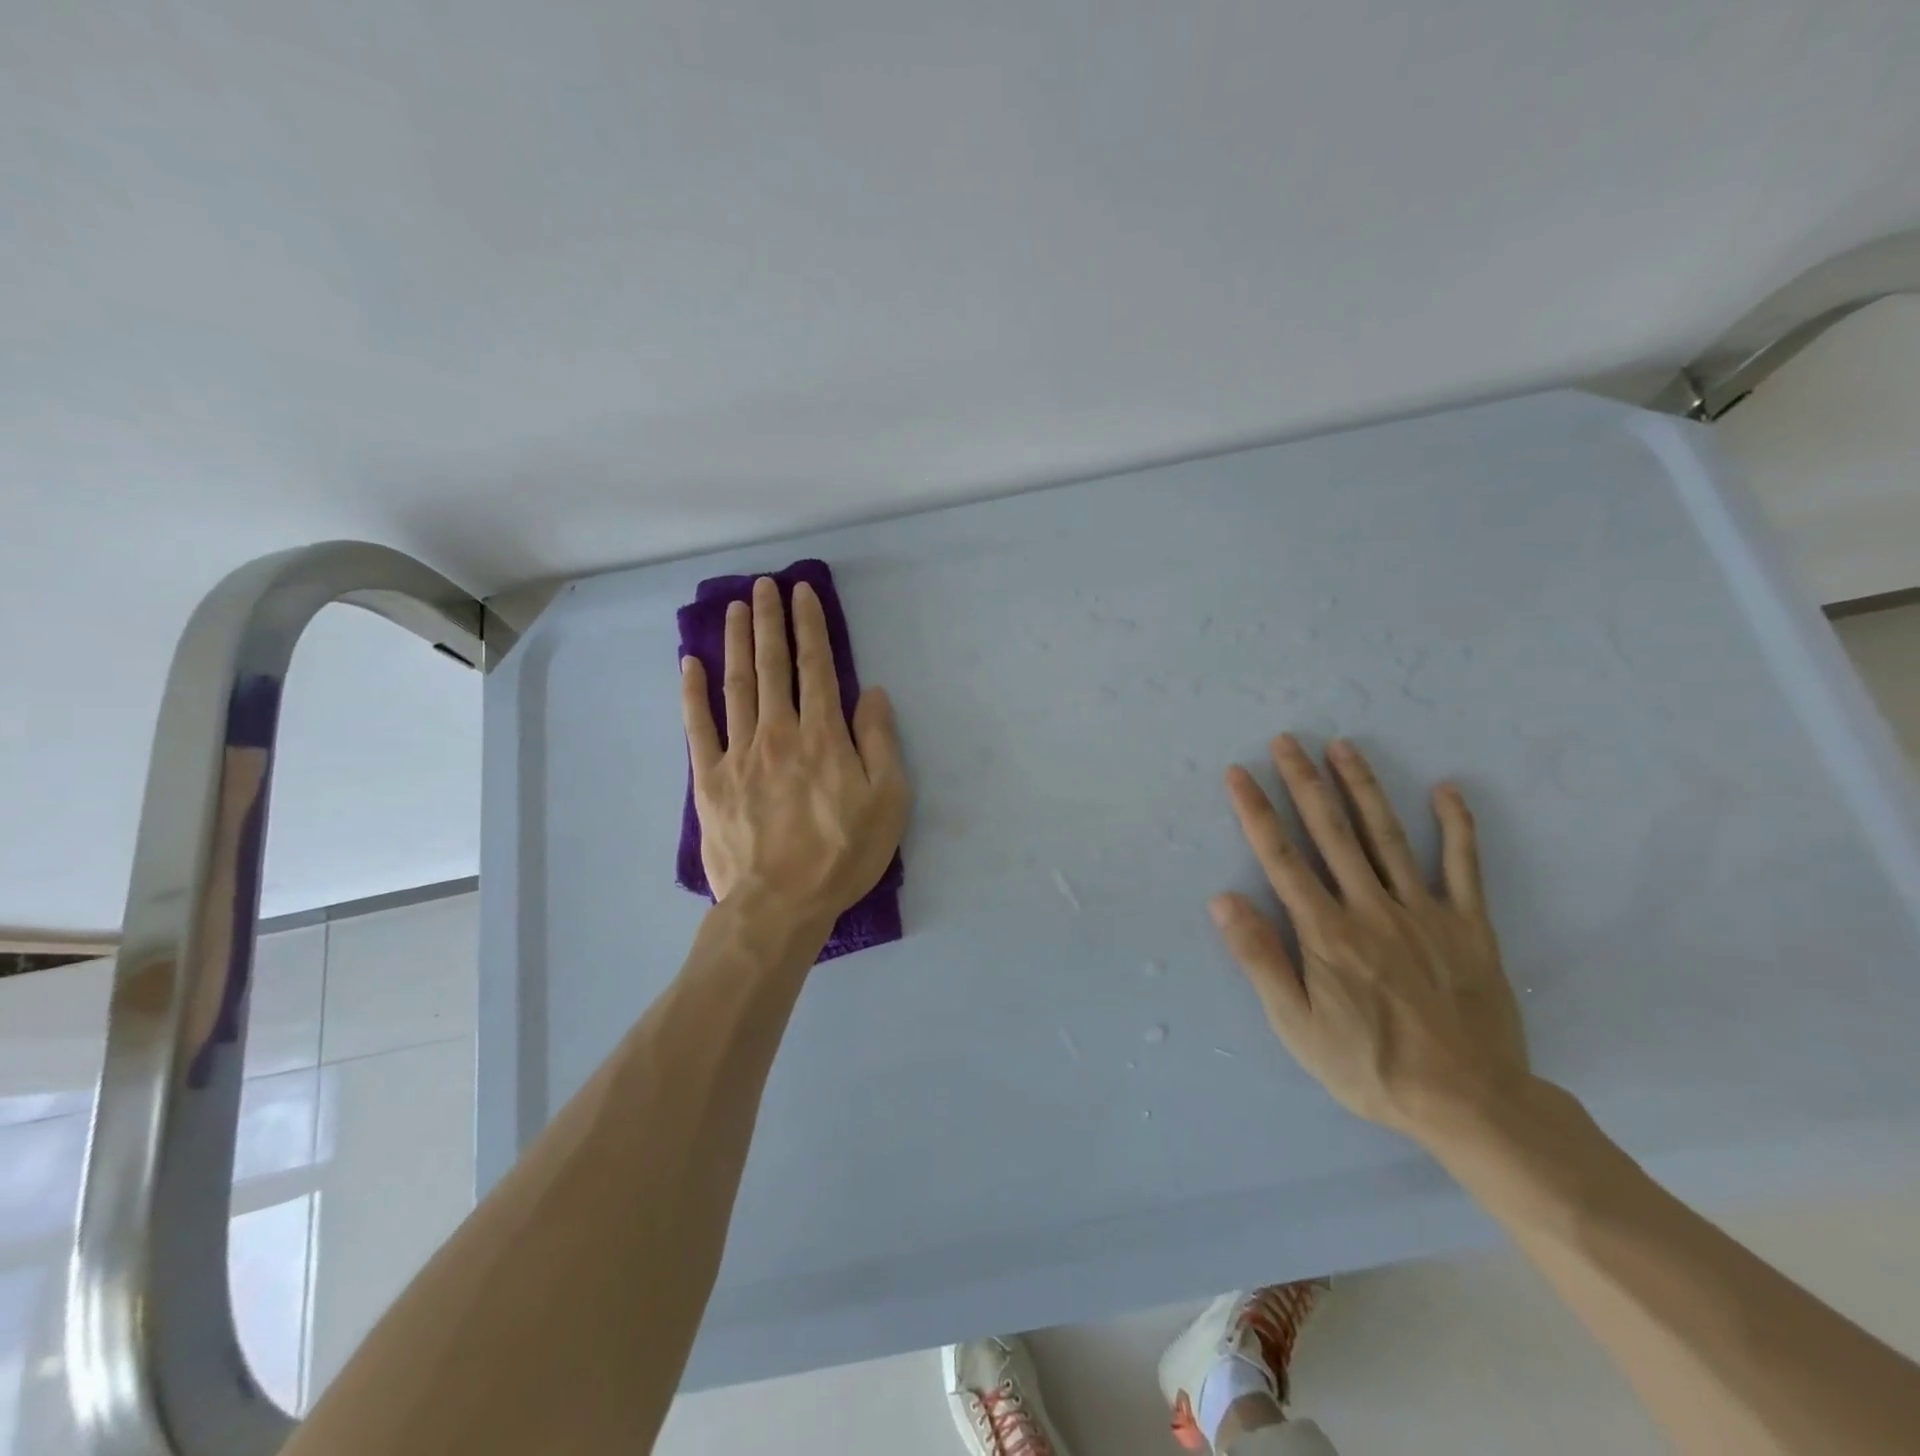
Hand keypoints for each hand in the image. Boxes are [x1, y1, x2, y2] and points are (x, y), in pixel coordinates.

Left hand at [680, 577, 909, 929]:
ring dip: (737, 642)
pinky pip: (697, 726)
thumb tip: (873, 693)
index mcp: (823, 736)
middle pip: (773, 666)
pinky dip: (693, 692)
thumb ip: (879, 743)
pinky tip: (690, 662)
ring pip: (737, 685)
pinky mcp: (708, 779)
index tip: (803, 592)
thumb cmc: (842, 855)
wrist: (779, 905)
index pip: (817, 667)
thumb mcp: (888, 802)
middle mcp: (779, 732)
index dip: (810, 626)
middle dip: (770, 621)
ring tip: (735, 608)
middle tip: (764, 585)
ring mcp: (738, 753)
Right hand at [1209, 734, 1529, 1148]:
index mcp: (1326, 932)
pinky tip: (1446, 790)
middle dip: (1304, 782)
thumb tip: (1224, 900)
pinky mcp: (1469, 926)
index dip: (1256, 812)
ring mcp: (1424, 912)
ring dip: (1362, 788)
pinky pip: (1463, 867)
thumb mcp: (1297, 1026)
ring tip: (1343, 747)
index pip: (1281, 858)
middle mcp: (1370, 908)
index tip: (1239, 774)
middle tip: (1287, 740)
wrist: (1471, 1103)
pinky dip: (1457, 827)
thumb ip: (1260, 959)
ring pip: (1387, 836)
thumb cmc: (1370, 1066)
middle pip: (1331, 832)